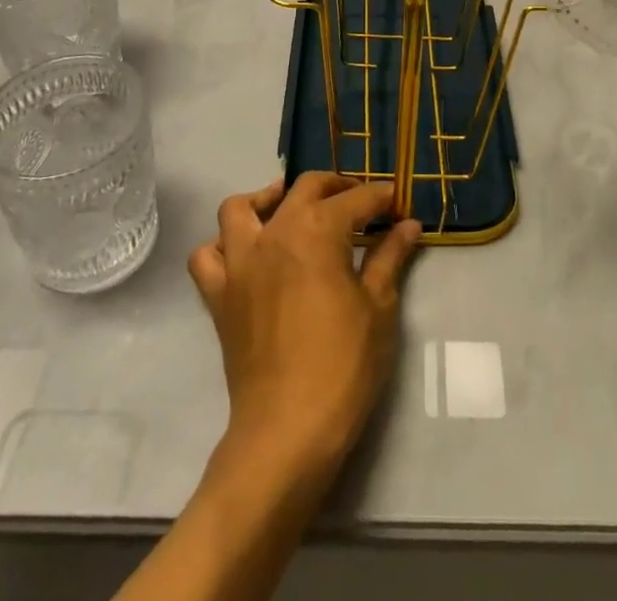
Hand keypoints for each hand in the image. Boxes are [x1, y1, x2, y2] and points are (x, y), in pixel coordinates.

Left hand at [188, 173, 420, 482]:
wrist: (287, 430)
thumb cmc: (343, 366)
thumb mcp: (379, 307)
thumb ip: (390, 257)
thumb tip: (409, 225)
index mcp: (318, 230)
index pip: (356, 199)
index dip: (381, 197)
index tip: (398, 202)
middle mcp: (275, 232)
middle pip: (305, 188)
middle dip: (336, 186)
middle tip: (360, 202)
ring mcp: (240, 262)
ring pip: (241, 208)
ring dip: (267, 200)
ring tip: (290, 209)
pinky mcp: (219, 295)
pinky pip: (207, 256)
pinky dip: (223, 246)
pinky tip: (247, 254)